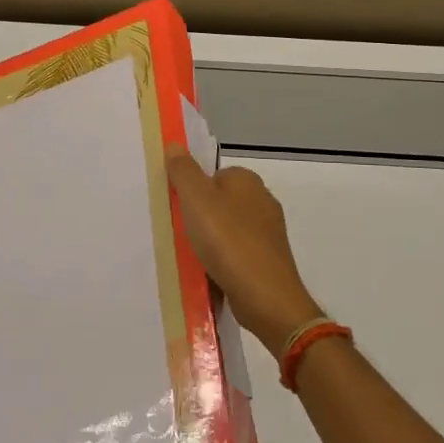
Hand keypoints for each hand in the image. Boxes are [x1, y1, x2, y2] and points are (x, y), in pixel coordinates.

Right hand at [166, 149, 322, 359]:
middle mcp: (262, 201)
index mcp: (247, 180)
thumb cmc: (228, 242)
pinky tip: (208, 273)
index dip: (191, 189)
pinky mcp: (268, 260)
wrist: (266, 297)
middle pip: (219, 202)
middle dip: (199, 216)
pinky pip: (236, 254)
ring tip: (189, 255)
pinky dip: (222, 261)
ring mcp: (268, 233)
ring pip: (227, 229)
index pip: (212, 175)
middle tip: (177, 231)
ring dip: (209, 241)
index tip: (175, 207)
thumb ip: (184, 171)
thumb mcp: (197, 200)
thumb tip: (175, 145)